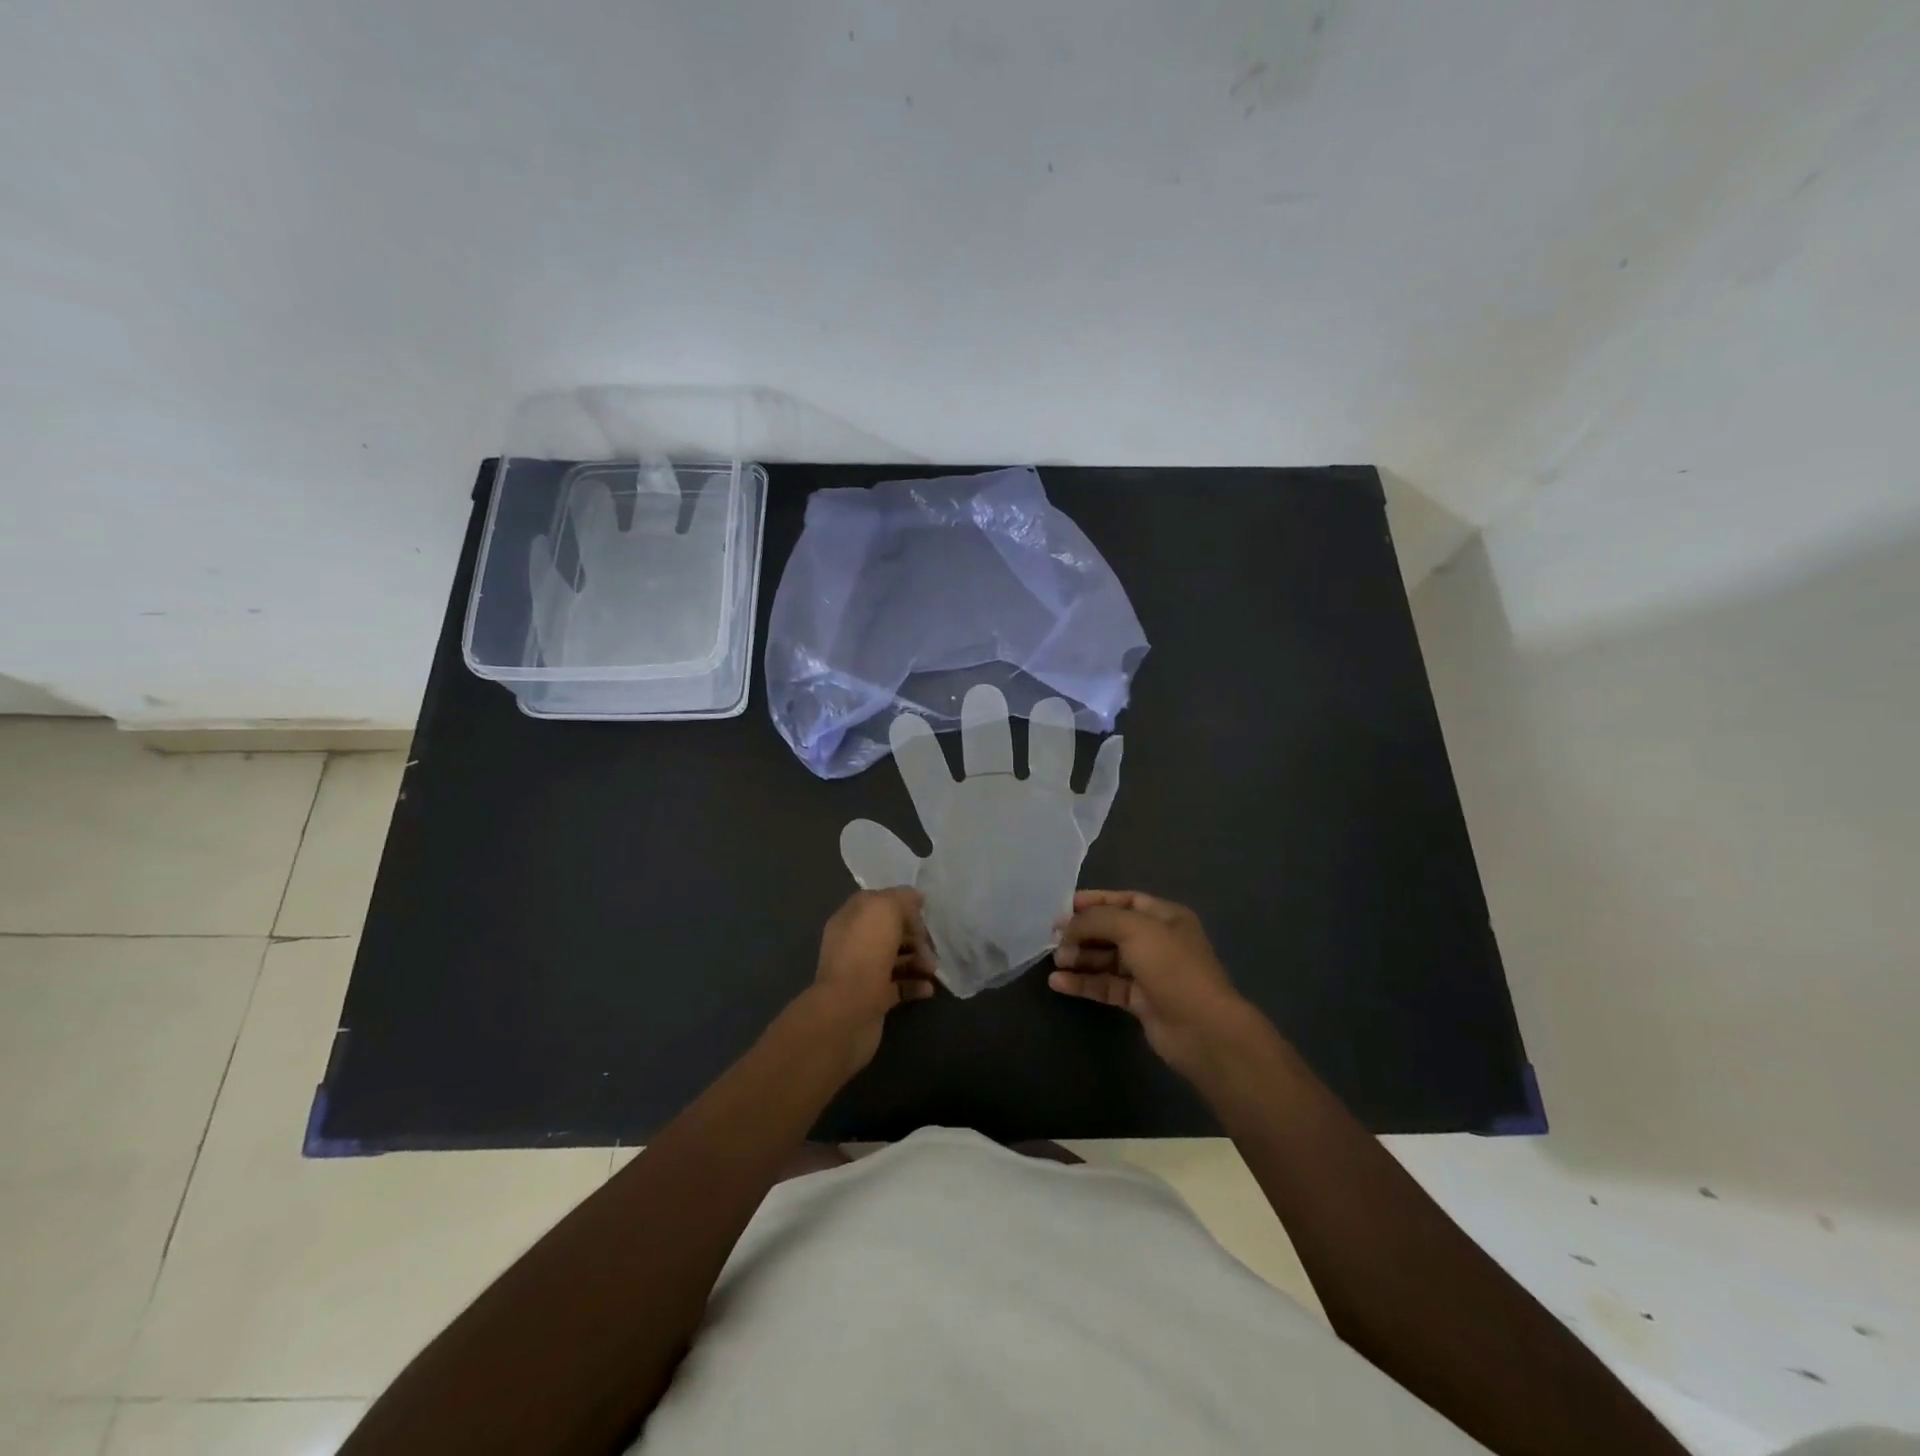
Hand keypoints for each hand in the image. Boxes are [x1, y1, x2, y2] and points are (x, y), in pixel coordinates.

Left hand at [803, 888, 937, 1075]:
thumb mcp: (884, 909)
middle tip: (931, 946)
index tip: (924, 912)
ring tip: (932, 969)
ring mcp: (862, 972)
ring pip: (896, 959)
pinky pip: (899, 986)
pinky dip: (915, 985)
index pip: (878, 902)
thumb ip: (901, 898)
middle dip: (915, 936)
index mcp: (851, 918)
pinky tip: (929, 988)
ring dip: (918, 960)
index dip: (902, 904)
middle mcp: (854, 942)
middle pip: (890, 932)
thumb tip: (914, 897)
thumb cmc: (865, 953)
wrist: (848, 1011)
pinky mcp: (873, 999)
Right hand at [1050, 891, 1258, 1079]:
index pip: (1124, 900)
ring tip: (1056, 961)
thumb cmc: (1172, 968)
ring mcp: (1149, 972)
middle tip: (1054, 938)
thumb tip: (1067, 926)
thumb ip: (1097, 920)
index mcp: (1165, 916)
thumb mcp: (1134, 929)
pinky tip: (1058, 983)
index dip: (1095, 901)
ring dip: (1081, 958)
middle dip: (1083, 932)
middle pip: (1112, 930)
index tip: (1064, 907)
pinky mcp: (1140, 1001)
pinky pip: (1106, 985)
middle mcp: (1158, 941)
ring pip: (1107, 959)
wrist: (1202, 1029)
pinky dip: (1083, 983)